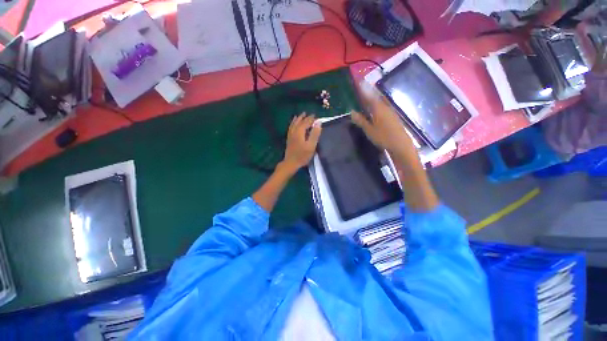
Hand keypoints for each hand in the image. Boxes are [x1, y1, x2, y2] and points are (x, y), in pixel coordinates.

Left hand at [281, 113, 321, 172]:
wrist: (291, 163)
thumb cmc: (302, 155)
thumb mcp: (311, 145)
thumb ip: (315, 134)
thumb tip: (318, 123)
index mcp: (300, 132)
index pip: (306, 122)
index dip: (311, 119)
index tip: (315, 116)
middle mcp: (294, 131)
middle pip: (299, 122)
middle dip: (304, 118)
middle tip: (309, 114)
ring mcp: (290, 135)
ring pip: (293, 124)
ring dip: (298, 119)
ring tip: (300, 115)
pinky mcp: (289, 139)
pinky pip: (290, 128)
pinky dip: (292, 124)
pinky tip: (293, 124)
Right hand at [351, 82, 414, 156]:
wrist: (400, 144)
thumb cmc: (383, 137)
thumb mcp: (369, 130)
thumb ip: (361, 120)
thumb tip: (352, 112)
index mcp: (378, 108)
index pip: (369, 96)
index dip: (364, 89)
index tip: (359, 82)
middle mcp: (385, 107)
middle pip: (376, 96)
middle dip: (369, 91)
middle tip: (362, 85)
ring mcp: (390, 111)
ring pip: (380, 101)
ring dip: (374, 96)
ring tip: (367, 93)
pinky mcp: (393, 116)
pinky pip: (383, 106)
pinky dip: (378, 103)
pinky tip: (376, 106)